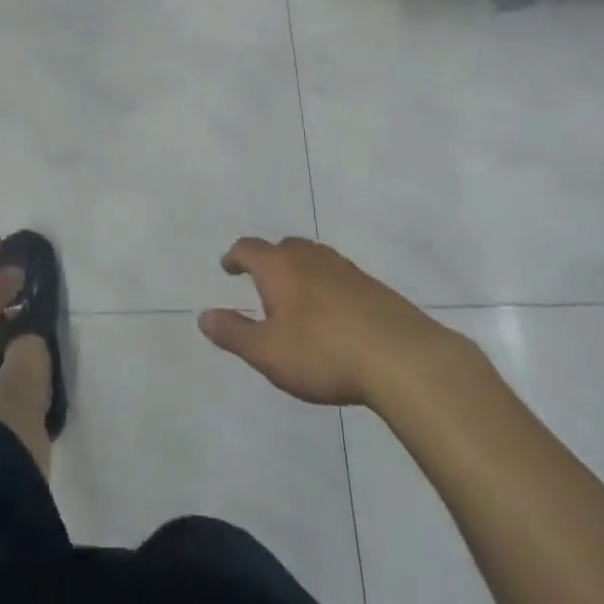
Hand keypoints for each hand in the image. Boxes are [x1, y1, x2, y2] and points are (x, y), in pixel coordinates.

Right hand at [199, 237, 471, 407]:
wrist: (400, 357)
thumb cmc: (322, 352)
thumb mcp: (267, 352)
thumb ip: (234, 333)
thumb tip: (203, 316)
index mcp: (278, 266)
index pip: (248, 249)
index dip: (235, 256)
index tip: (228, 267)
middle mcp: (309, 257)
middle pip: (283, 247)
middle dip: (269, 261)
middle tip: (262, 282)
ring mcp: (344, 268)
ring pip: (313, 259)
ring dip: (299, 271)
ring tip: (297, 298)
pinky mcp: (372, 286)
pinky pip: (338, 276)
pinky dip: (326, 286)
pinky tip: (333, 314)